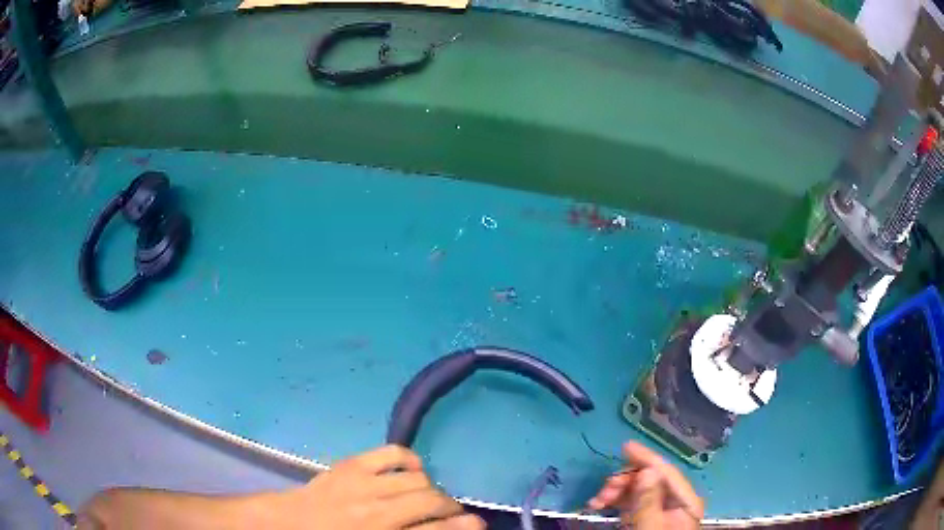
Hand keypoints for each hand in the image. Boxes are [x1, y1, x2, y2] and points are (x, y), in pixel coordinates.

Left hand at [282, 445, 483, 529]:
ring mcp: (362, 484)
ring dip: (430, 489)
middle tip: (450, 513)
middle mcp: (374, 511)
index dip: (462, 526)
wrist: (288, 524)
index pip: (433, 529)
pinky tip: (411, 471)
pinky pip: (391, 452)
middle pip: (429, 501)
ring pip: (416, 479)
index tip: (479, 524)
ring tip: (427, 497)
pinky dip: (409, 460)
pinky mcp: (350, 464)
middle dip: (450, 507)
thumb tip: (449, 527)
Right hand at [587, 441, 703, 529]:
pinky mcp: (645, 517)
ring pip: (637, 489)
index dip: (646, 458)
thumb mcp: (651, 527)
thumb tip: (648, 471)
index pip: (666, 472)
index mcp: (685, 500)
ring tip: (597, 501)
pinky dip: (614, 500)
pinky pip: (630, 501)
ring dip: (616, 491)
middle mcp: (674, 500)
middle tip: (603, 491)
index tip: (625, 446)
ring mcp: (659, 509)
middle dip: (624, 481)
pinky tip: (600, 504)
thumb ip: (650, 501)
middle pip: (650, 479)